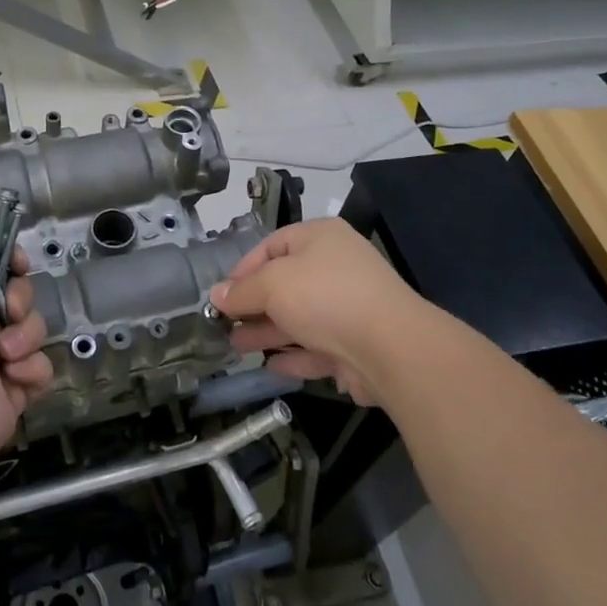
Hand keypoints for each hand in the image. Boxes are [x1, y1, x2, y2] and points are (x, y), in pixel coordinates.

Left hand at [0, 230, 51, 466]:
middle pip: (21, 295)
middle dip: (20, 300)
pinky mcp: (15, 388)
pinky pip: (42, 366)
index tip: (16, 265)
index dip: (13, 263)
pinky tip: (10, 376)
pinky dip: (29, 370)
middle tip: (6, 312)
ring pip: (35, 330)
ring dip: (24, 338)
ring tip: (3, 354)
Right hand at [209, 218, 431, 406]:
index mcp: (320, 238)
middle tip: (223, 325)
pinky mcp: (355, 345)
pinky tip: (269, 367)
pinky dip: (293, 355)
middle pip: (284, 284)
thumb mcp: (272, 284)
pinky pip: (316, 347)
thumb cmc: (324, 297)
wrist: (390, 347)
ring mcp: (348, 308)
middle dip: (252, 305)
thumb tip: (216, 295)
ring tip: (235, 347)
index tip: (221, 294)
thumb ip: (241, 291)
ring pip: (299, 318)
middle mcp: (335, 267)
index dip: (242, 269)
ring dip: (267, 332)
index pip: (272, 245)